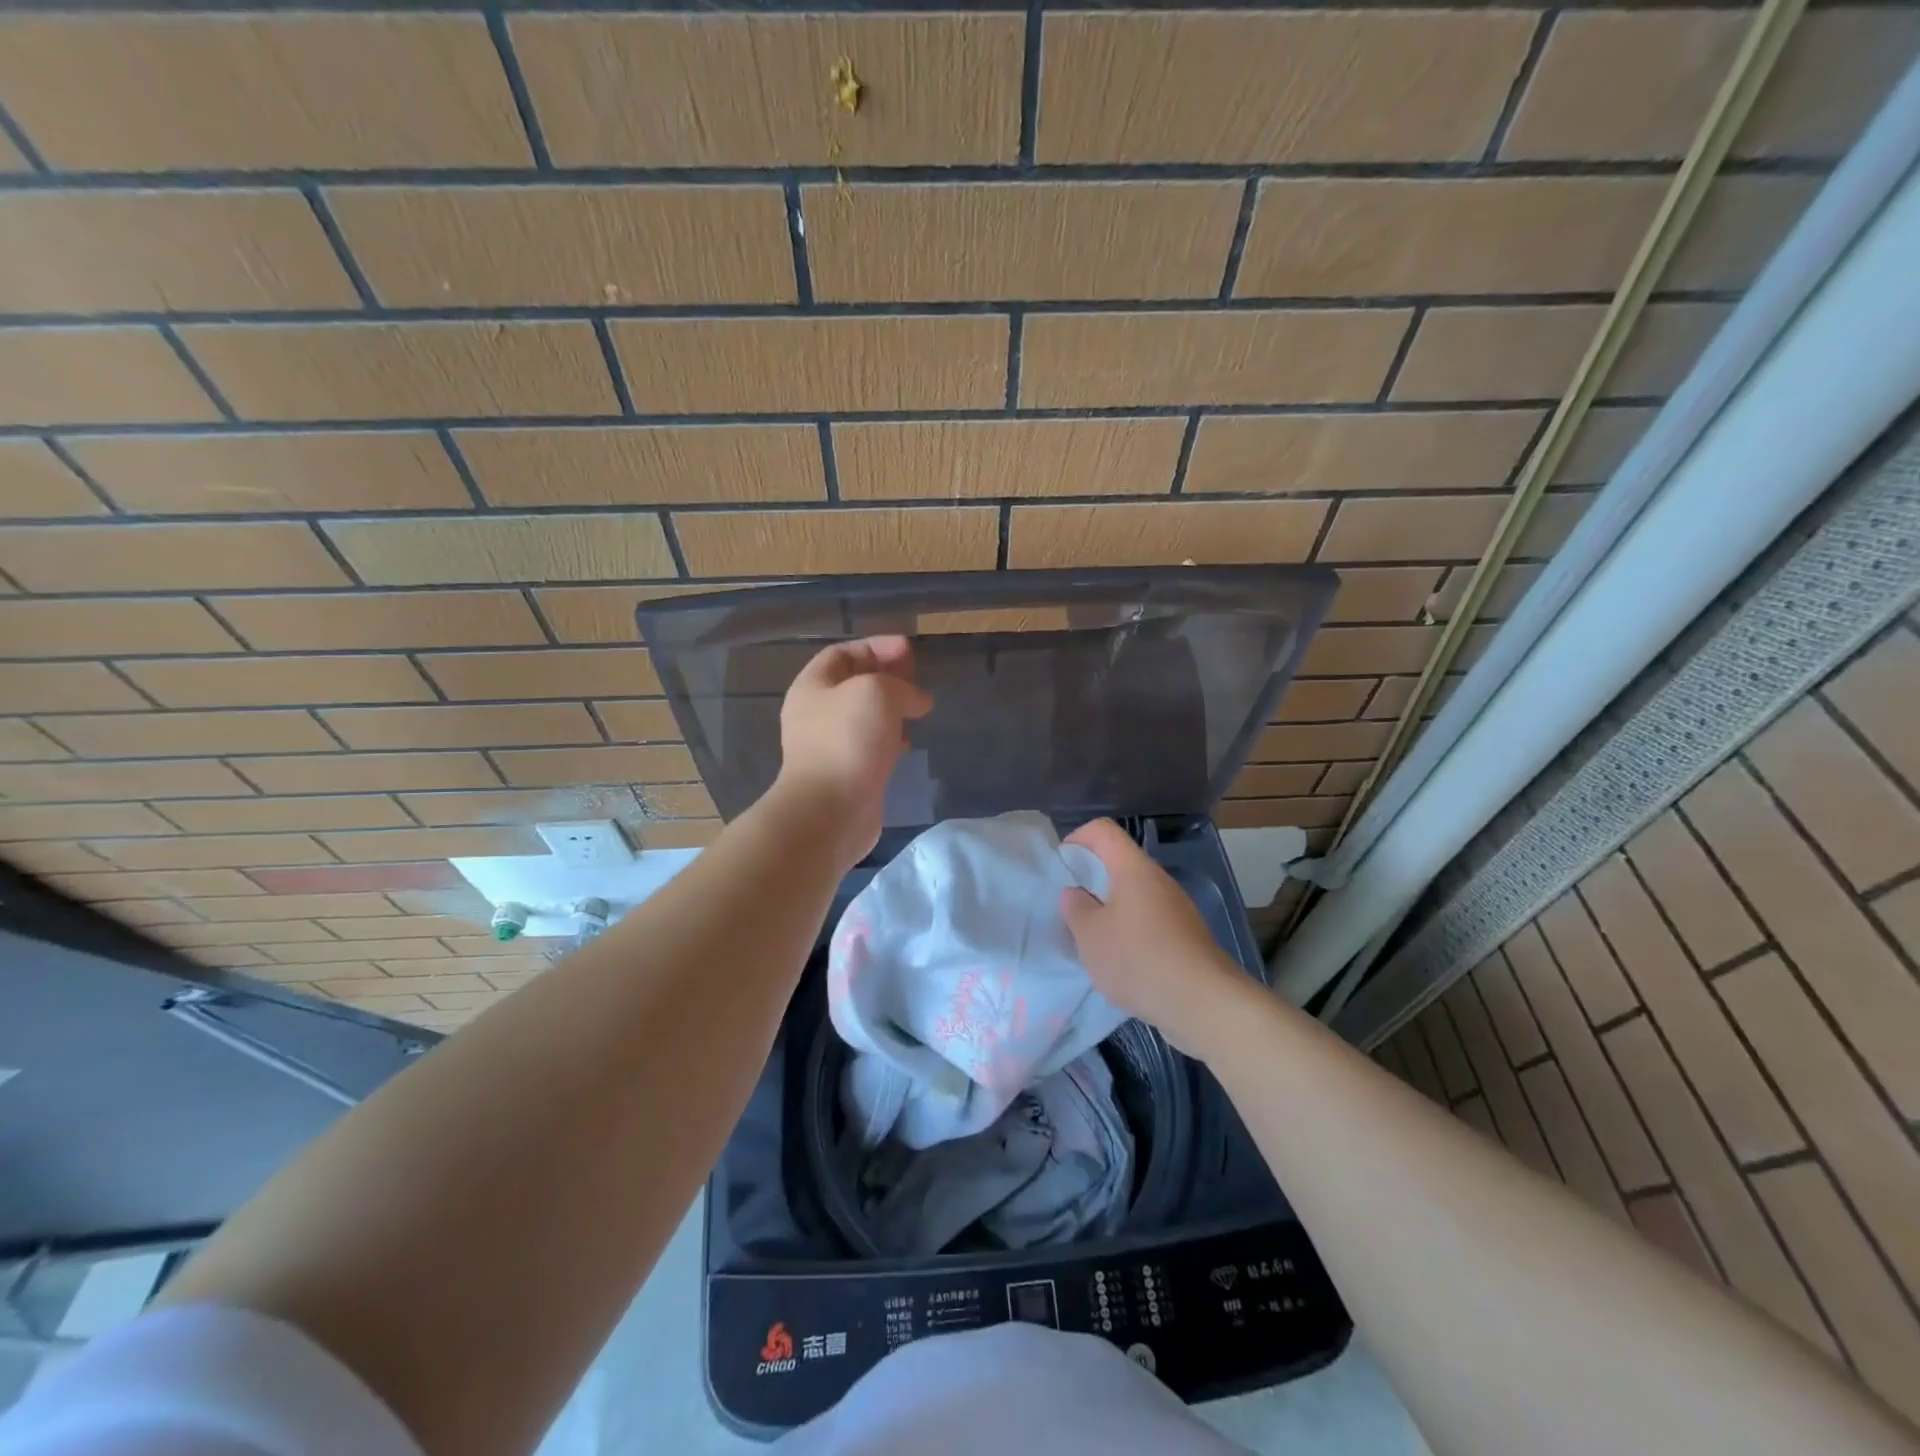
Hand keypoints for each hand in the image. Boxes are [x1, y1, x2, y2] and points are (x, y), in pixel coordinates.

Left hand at [772, 635, 932, 865]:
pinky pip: (870, 746)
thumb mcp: (877, 692)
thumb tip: (917, 700)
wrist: (830, 810)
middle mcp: (817, 713)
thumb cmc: (848, 740)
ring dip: (891, 708)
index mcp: (813, 686)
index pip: (843, 653)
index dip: (876, 646)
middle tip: (916, 677)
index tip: (909, 650)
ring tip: (919, 708)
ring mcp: (830, 746)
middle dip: (887, 676)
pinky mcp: (847, 774)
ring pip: (864, 716)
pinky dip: (890, 738)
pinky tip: (907, 743)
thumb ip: (900, 685)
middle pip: (853, 683)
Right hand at [1060, 818, 1259, 1056]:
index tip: (1061, 868)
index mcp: (1133, 869)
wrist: (1203, 1003)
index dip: (1076, 840)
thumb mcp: (1090, 935)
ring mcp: (1176, 908)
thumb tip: (1075, 893)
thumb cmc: (1138, 959)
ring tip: (1093, 941)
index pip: (1102, 830)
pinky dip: (1130, 932)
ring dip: (1109, 910)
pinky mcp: (1186, 935)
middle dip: (1090, 881)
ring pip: (1133, 895)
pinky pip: (1149, 920)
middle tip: (1071, 909)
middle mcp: (1158, 880)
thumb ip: (1075, 908)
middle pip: (1119, 863)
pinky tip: (1121, 963)